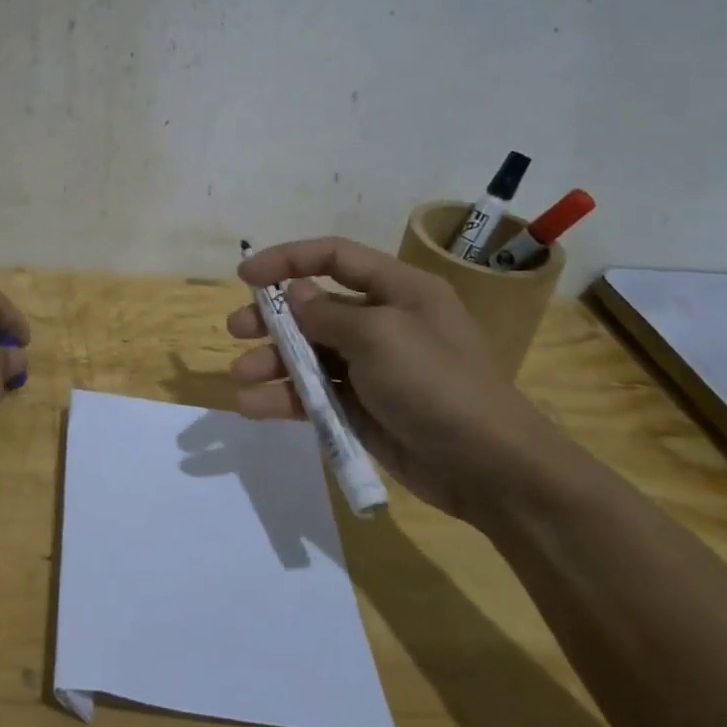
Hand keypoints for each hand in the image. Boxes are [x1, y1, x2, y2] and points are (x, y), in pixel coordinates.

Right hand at [228, 236, 558, 524]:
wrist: (489, 468)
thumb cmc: (437, 384)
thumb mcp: (380, 336)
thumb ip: (329, 313)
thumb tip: (298, 295)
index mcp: (398, 290)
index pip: (334, 257)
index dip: (287, 260)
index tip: (245, 275)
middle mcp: (382, 322)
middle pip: (315, 307)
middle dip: (273, 318)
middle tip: (236, 330)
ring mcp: (372, 368)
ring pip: (309, 355)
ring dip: (272, 363)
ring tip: (242, 377)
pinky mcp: (363, 407)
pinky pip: (315, 394)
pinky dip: (285, 399)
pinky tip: (255, 407)